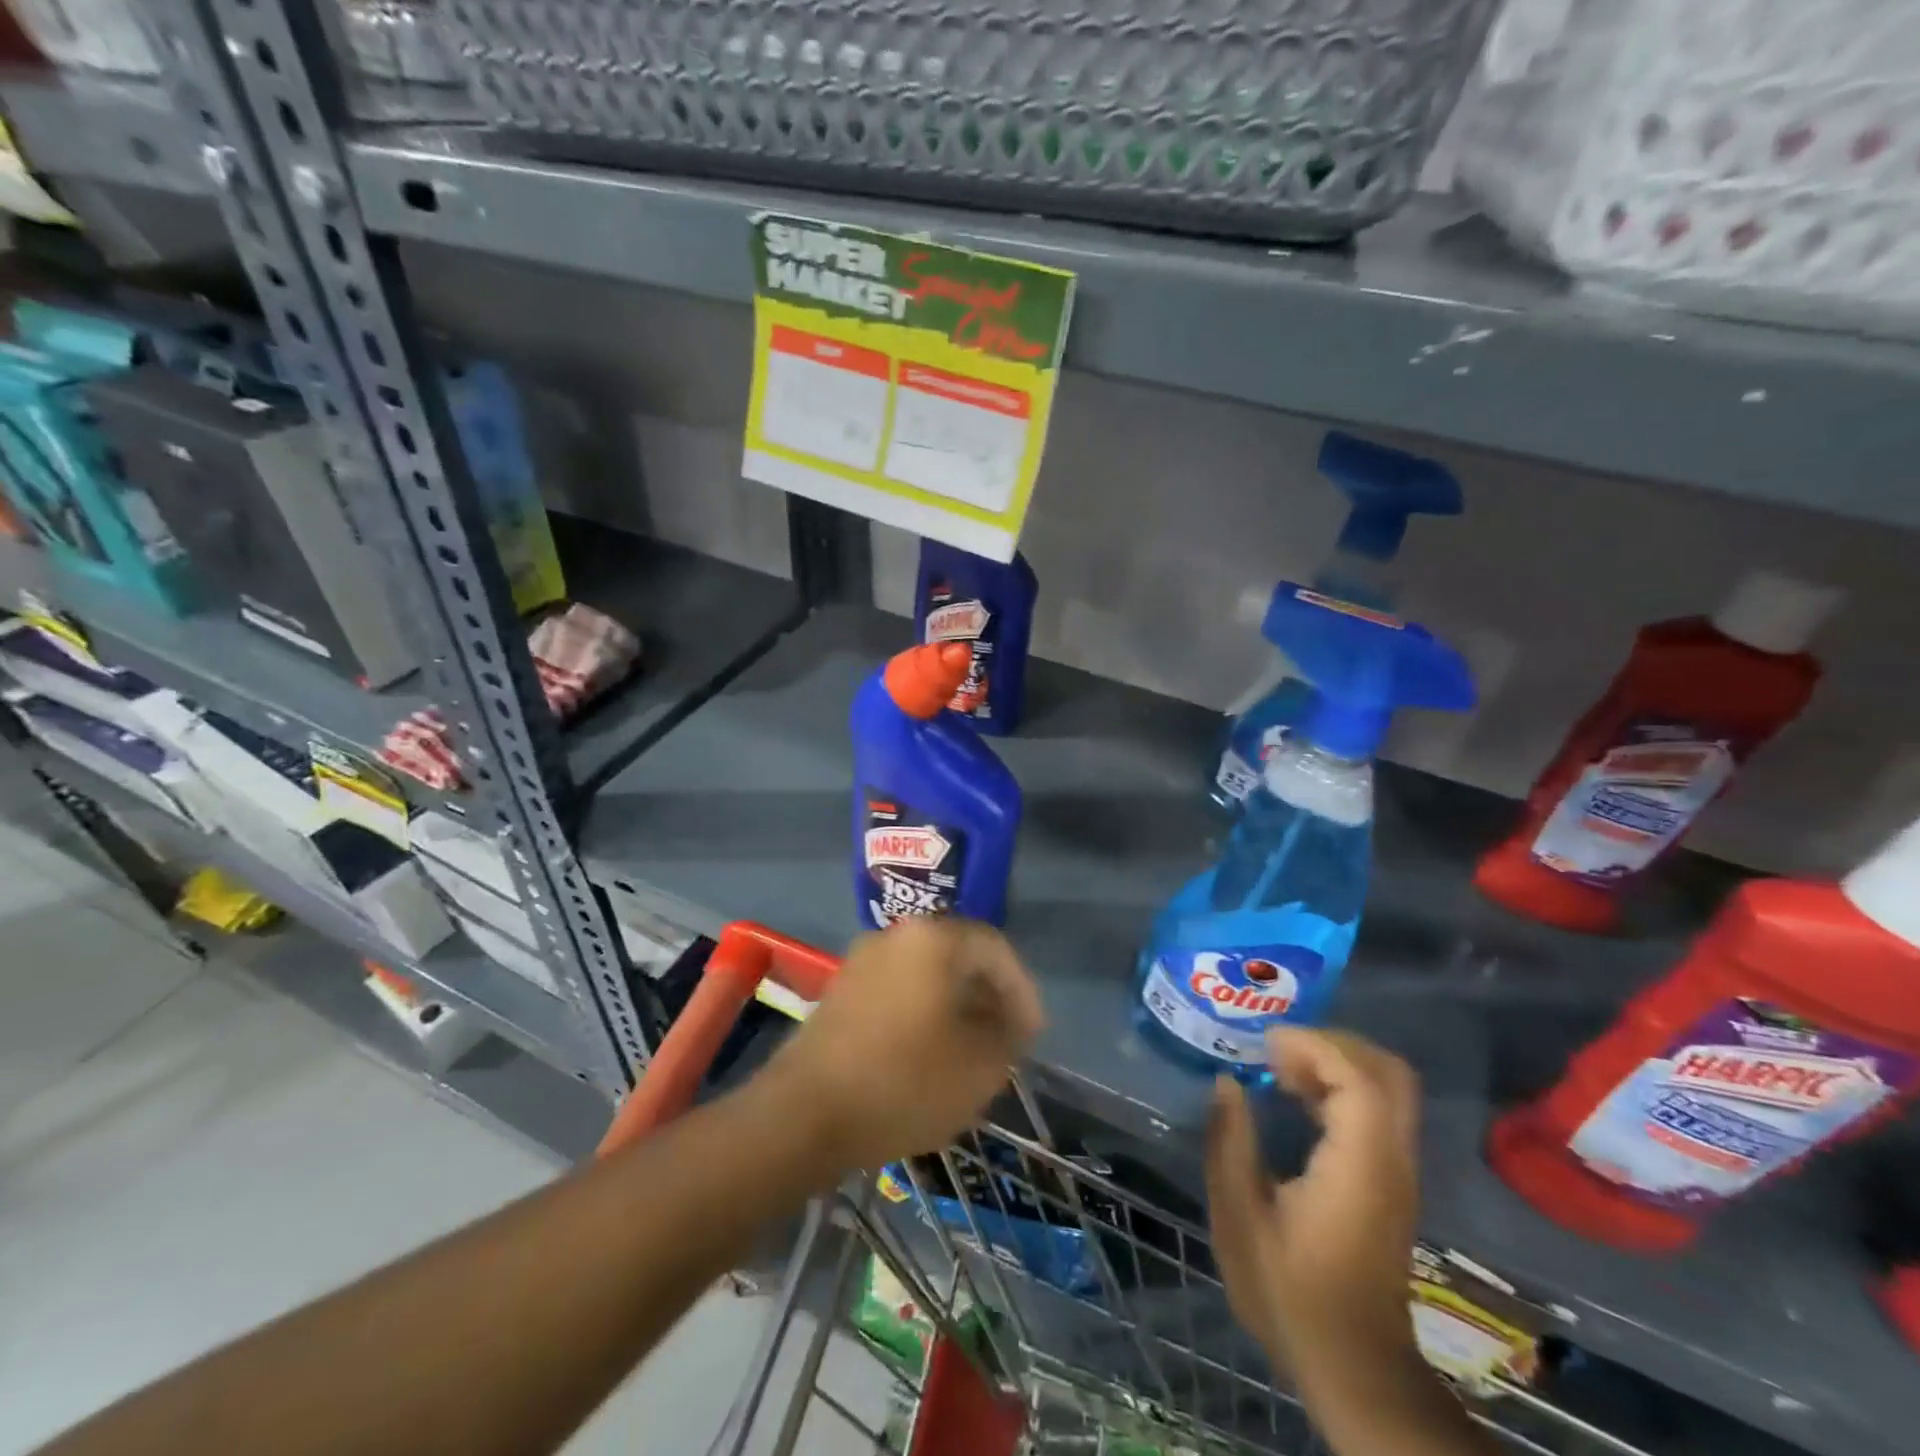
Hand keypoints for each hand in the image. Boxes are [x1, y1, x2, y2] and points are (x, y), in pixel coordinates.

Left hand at [759, 917, 1043, 1170]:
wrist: (804, 1114)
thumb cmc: (905, 1080)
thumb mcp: (980, 1065)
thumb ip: (1007, 1034)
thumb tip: (1006, 1020)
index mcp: (933, 938)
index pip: (994, 947)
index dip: (1021, 989)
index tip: (1033, 1033)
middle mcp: (894, 936)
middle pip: (957, 956)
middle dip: (988, 997)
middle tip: (1006, 1039)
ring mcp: (860, 962)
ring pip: (925, 976)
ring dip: (954, 1008)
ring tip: (971, 1052)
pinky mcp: (838, 993)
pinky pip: (896, 994)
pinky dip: (921, 1016)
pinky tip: (928, 1056)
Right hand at [1205, 1028, 1420, 1384]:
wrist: (1353, 1365)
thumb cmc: (1290, 1293)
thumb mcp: (1240, 1218)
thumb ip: (1231, 1143)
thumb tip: (1227, 1083)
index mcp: (1360, 1165)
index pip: (1357, 1078)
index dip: (1313, 1046)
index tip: (1264, 1043)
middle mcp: (1392, 1160)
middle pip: (1388, 1072)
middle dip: (1334, 1044)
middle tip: (1278, 1048)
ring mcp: (1398, 1172)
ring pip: (1387, 1089)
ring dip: (1336, 1065)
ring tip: (1279, 1069)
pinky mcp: (1391, 1183)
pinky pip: (1378, 1111)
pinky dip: (1342, 1089)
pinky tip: (1297, 1099)